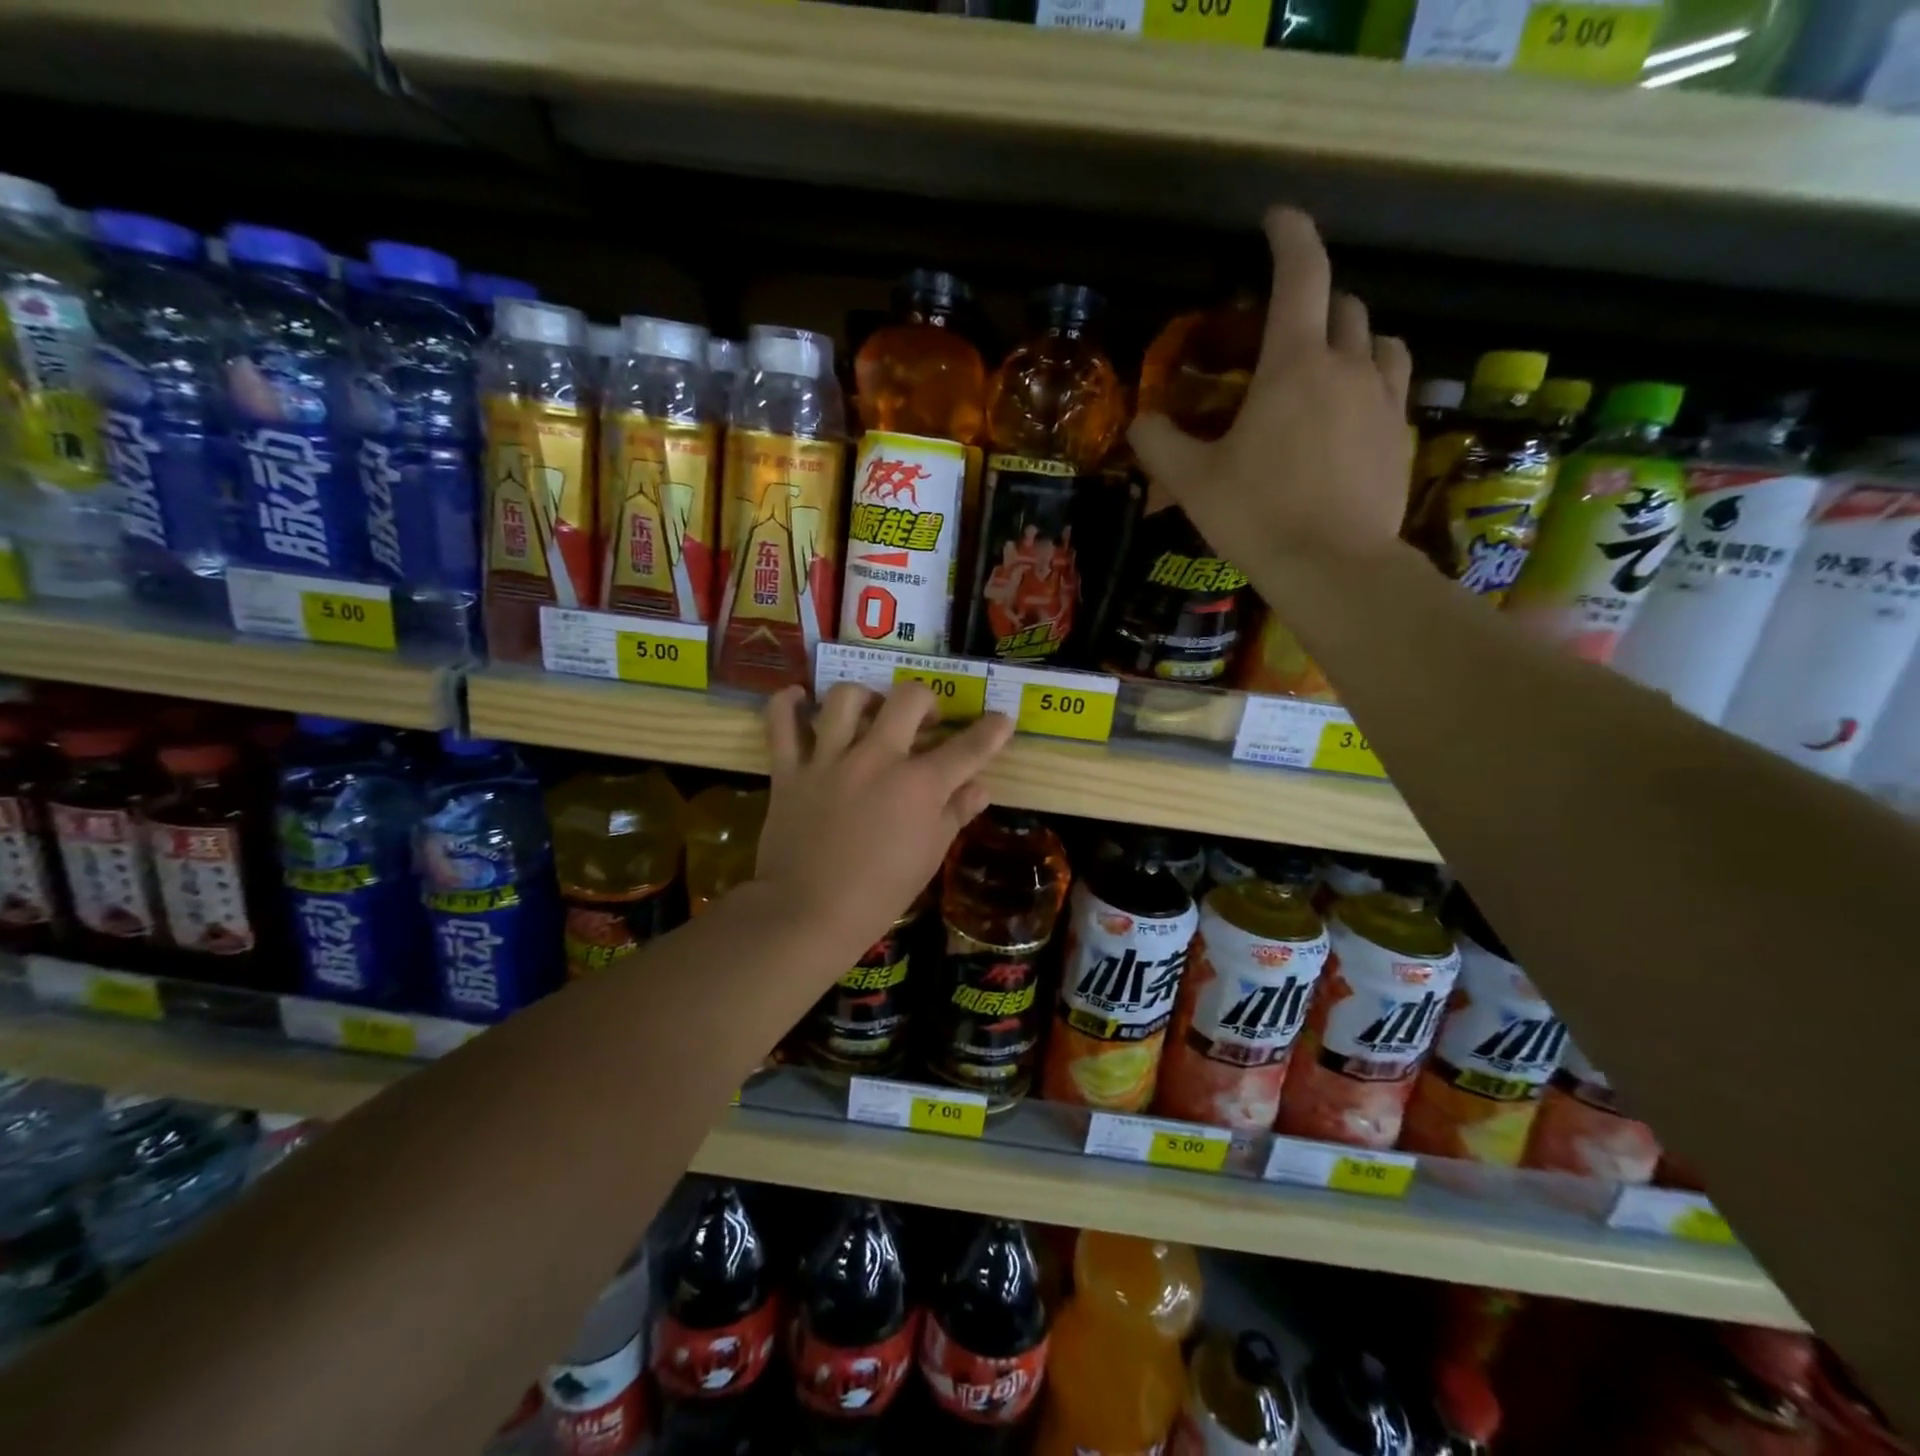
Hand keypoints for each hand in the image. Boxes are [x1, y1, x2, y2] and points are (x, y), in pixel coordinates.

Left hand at [758, 683, 1013, 951]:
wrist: (807, 914)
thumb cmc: (879, 894)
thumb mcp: (929, 857)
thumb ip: (955, 814)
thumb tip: (979, 788)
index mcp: (919, 785)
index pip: (967, 749)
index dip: (991, 731)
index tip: (1002, 720)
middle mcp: (876, 759)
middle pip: (908, 699)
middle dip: (927, 701)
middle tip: (925, 721)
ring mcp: (829, 760)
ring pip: (846, 697)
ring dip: (864, 697)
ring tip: (868, 712)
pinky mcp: (789, 770)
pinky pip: (781, 721)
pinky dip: (787, 703)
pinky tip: (801, 699)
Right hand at [1130, 207, 1414, 574]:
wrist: (1333, 566)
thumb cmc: (1257, 515)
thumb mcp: (1192, 483)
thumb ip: (1159, 444)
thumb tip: (1140, 422)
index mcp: (1293, 365)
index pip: (1300, 273)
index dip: (1289, 235)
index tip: (1276, 219)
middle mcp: (1347, 366)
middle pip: (1343, 305)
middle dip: (1317, 300)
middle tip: (1286, 325)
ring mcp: (1382, 399)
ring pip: (1379, 340)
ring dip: (1353, 337)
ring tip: (1329, 363)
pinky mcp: (1400, 435)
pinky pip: (1393, 384)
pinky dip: (1372, 379)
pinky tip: (1353, 410)